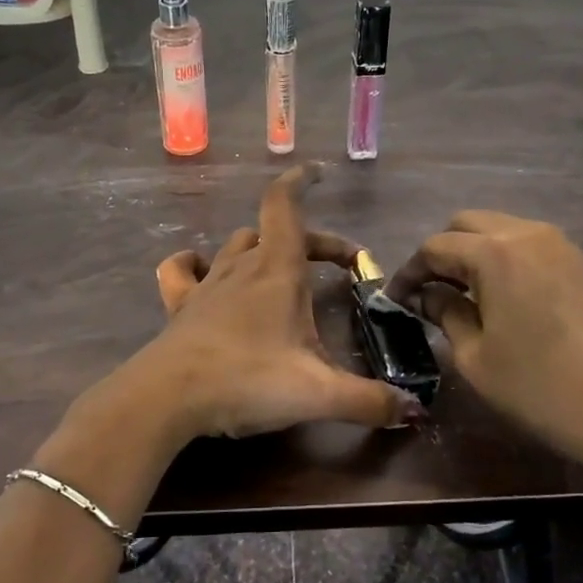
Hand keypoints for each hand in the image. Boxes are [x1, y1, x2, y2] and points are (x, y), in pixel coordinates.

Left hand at [137, 164, 424, 439]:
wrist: (168, 399)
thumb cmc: (247, 381)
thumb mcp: (318, 394)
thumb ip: (369, 400)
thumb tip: (415, 411)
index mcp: (277, 271)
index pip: (285, 206)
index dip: (300, 182)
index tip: (316, 171)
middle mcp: (242, 268)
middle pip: (274, 232)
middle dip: (310, 241)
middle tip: (338, 266)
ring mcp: (206, 285)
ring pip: (234, 247)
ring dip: (260, 249)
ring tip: (280, 268)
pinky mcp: (179, 307)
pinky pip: (182, 271)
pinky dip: (196, 263)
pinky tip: (203, 270)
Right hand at [387, 210, 582, 472]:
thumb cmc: (537, 387)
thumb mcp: (475, 356)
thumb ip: (445, 313)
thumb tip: (426, 294)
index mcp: (495, 253)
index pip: (436, 247)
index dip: (410, 271)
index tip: (396, 299)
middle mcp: (526, 233)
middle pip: (467, 224)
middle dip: (441, 252)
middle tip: (428, 291)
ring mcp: (558, 244)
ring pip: (499, 229)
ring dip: (472, 251)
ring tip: (460, 292)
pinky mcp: (577, 261)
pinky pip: (526, 243)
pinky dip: (502, 256)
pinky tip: (497, 293)